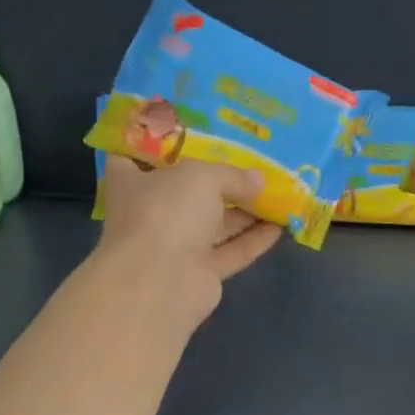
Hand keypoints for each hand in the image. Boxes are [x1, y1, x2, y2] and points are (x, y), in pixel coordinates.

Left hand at [93, 155, 281, 317]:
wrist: (160, 283)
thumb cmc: (166, 212)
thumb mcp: (202, 176)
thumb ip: (232, 175)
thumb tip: (258, 181)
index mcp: (133, 183)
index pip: (132, 157)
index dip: (153, 143)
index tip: (178, 131)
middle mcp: (152, 213)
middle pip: (186, 192)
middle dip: (218, 179)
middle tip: (252, 161)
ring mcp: (175, 246)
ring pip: (213, 224)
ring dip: (244, 210)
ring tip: (278, 191)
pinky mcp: (199, 274)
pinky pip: (231, 252)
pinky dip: (254, 239)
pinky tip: (281, 226)